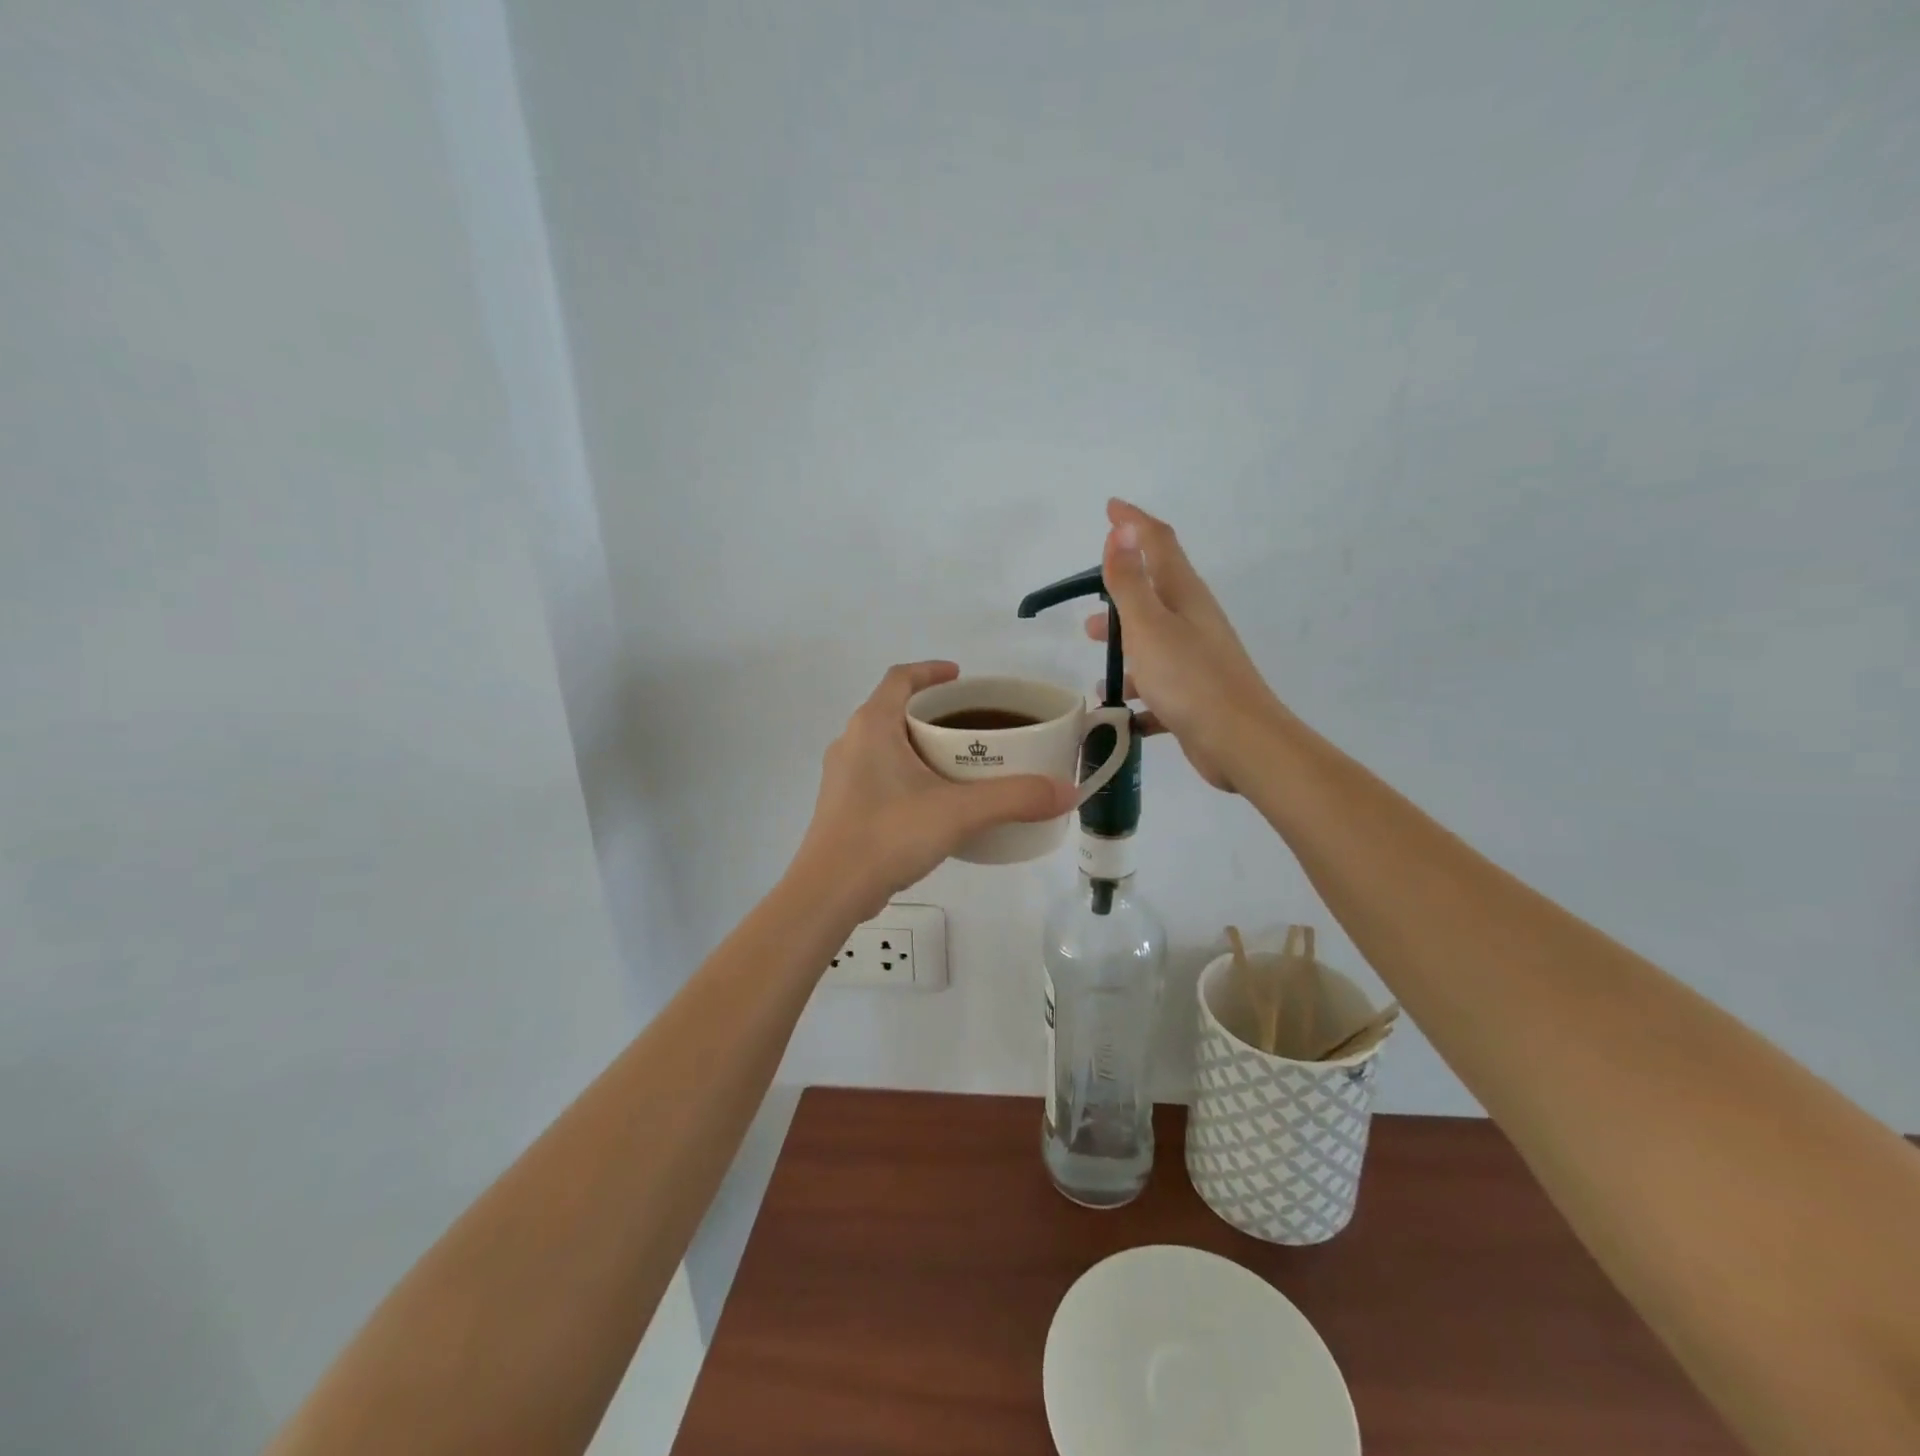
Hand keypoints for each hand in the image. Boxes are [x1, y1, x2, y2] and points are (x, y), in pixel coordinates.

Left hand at [795, 662, 1075, 918]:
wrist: (829, 892)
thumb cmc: (888, 835)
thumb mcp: (959, 812)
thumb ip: (1015, 798)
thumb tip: (1067, 791)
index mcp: (872, 726)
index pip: (900, 678)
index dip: (931, 671)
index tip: (961, 677)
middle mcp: (851, 742)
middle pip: (894, 709)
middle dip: (932, 712)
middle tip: (971, 725)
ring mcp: (842, 776)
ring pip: (885, 744)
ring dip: (918, 744)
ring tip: (958, 762)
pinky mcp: (842, 806)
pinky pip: (879, 773)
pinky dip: (906, 773)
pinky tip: (932, 801)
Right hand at [1087, 500, 1284, 793]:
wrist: (1239, 742)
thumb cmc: (1189, 678)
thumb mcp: (1148, 625)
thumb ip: (1130, 580)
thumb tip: (1121, 528)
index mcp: (1183, 595)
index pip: (1158, 542)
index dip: (1133, 523)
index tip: (1110, 508)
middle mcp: (1193, 621)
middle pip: (1154, 596)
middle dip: (1121, 597)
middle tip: (1089, 607)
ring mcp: (1196, 659)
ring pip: (1153, 645)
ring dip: (1126, 650)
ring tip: (1098, 668)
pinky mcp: (1195, 696)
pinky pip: (1159, 688)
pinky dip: (1138, 695)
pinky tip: (1119, 713)